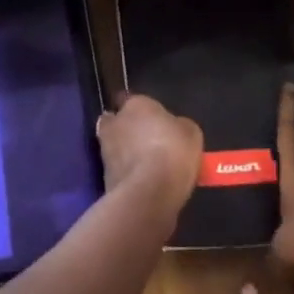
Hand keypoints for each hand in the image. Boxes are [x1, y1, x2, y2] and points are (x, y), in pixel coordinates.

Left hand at [97, 92, 201, 215]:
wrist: (149, 193)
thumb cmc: (173, 152)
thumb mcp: (190, 133)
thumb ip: (177, 126)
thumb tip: (172, 128)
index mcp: (136, 104)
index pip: (132, 100)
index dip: (142, 111)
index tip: (153, 121)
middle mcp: (115, 122)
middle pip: (117, 122)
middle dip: (127, 130)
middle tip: (145, 142)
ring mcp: (105, 150)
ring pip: (114, 146)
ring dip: (124, 152)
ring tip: (145, 166)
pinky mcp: (103, 176)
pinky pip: (117, 170)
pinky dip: (125, 174)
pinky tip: (142, 182)